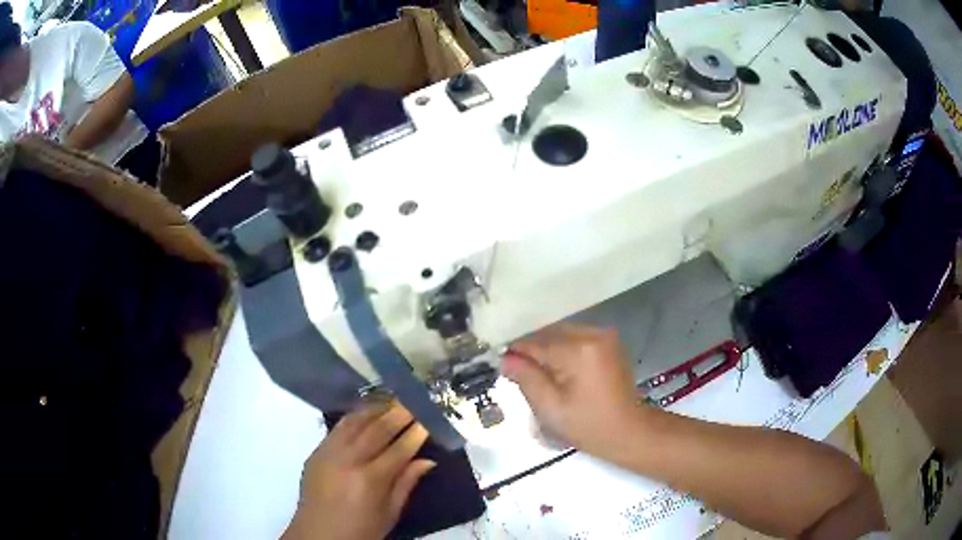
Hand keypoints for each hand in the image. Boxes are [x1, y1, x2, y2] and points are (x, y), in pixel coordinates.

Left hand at [283, 403, 435, 539]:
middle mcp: (348, 460)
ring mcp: (329, 453)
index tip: (428, 421)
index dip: (415, 434)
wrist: (318, 534)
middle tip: (413, 403)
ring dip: (375, 410)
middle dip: (398, 414)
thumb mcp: (389, 513)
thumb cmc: (360, 530)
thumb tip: (427, 460)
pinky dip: (355, 417)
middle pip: (377, 430)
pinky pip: (338, 428)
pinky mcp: (316, 451)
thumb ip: (406, 484)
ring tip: (392, 402)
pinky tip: (366, 413)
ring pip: (355, 422)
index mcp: (370, 480)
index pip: (398, 449)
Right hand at [502, 324, 642, 458]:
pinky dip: (564, 350)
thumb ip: (526, 379)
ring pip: (562, 334)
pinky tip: (560, 371)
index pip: (536, 342)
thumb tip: (506, 359)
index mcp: (579, 349)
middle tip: (521, 374)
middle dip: (533, 351)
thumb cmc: (588, 425)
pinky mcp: (610, 342)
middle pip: (550, 333)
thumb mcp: (551, 408)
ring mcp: (605, 336)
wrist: (629, 431)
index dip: (516, 353)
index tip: (503, 366)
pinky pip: (577, 337)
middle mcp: (593, 333)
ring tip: (540, 374)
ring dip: (548, 349)